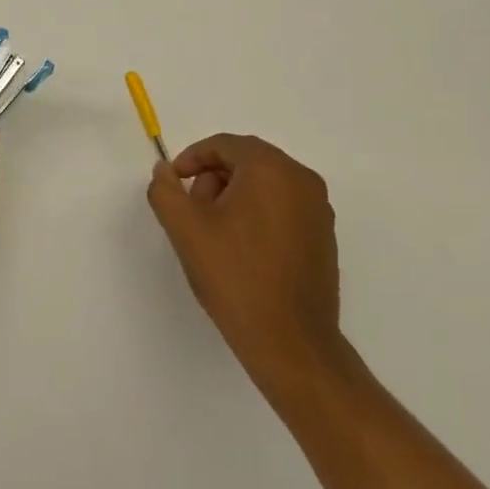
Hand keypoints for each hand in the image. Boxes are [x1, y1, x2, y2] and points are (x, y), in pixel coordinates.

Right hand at [146, 134, 342, 391]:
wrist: (291, 343)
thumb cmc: (235, 277)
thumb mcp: (186, 230)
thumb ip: (166, 191)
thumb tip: (165, 171)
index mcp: (271, 169)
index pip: (225, 145)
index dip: (192, 159)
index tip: (174, 183)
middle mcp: (302, 179)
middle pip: (247, 161)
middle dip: (214, 179)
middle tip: (193, 213)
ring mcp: (319, 209)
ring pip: (266, 185)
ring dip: (235, 198)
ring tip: (215, 236)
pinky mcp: (324, 236)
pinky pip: (284, 207)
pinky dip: (258, 215)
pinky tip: (242, 251)